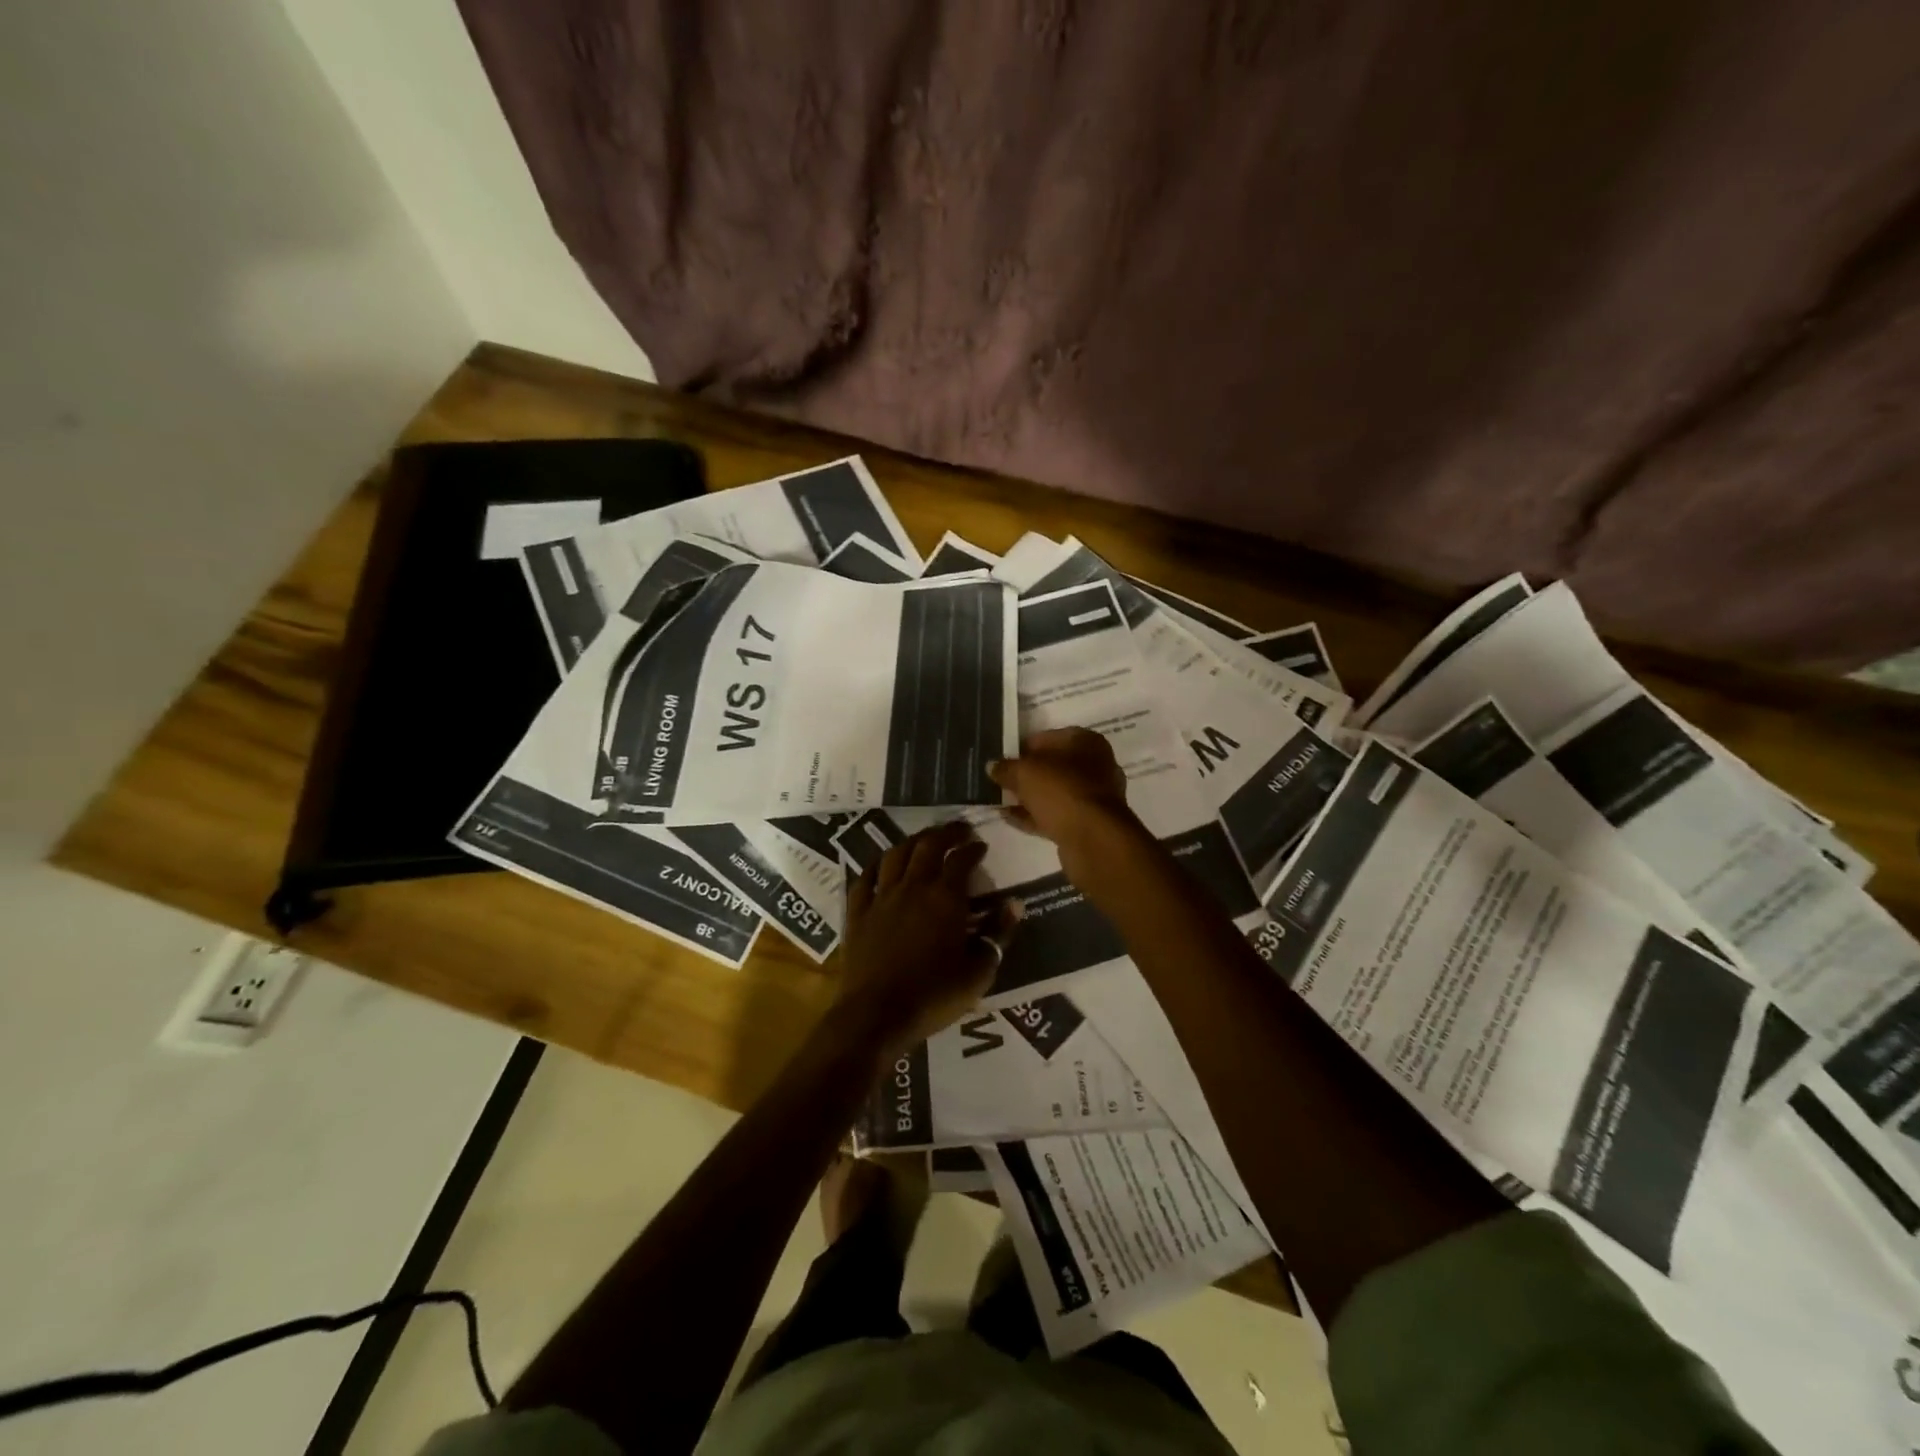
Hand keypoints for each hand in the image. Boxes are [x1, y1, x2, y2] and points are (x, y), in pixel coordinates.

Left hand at [835, 822, 1020, 1052]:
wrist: (876, 1014)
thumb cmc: (933, 995)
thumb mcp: (978, 972)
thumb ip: (998, 935)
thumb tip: (1015, 904)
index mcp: (945, 898)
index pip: (961, 860)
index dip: (972, 848)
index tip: (980, 845)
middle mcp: (913, 887)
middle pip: (928, 845)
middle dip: (945, 832)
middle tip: (958, 829)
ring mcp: (881, 897)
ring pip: (896, 854)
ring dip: (913, 841)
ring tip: (924, 839)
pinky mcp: (858, 912)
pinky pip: (865, 877)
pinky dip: (877, 864)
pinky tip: (883, 864)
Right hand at [987, 728, 1141, 873]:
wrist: (1094, 840)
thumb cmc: (1062, 792)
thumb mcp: (1025, 773)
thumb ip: (1006, 768)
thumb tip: (992, 766)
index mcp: (1086, 742)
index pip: (1049, 737)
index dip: (1023, 747)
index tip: (1002, 758)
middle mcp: (1095, 766)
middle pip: (1053, 766)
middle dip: (1026, 774)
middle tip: (999, 779)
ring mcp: (1093, 797)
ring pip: (1054, 792)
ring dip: (1028, 796)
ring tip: (999, 799)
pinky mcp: (1087, 824)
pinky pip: (1055, 814)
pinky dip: (1033, 815)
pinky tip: (1008, 817)